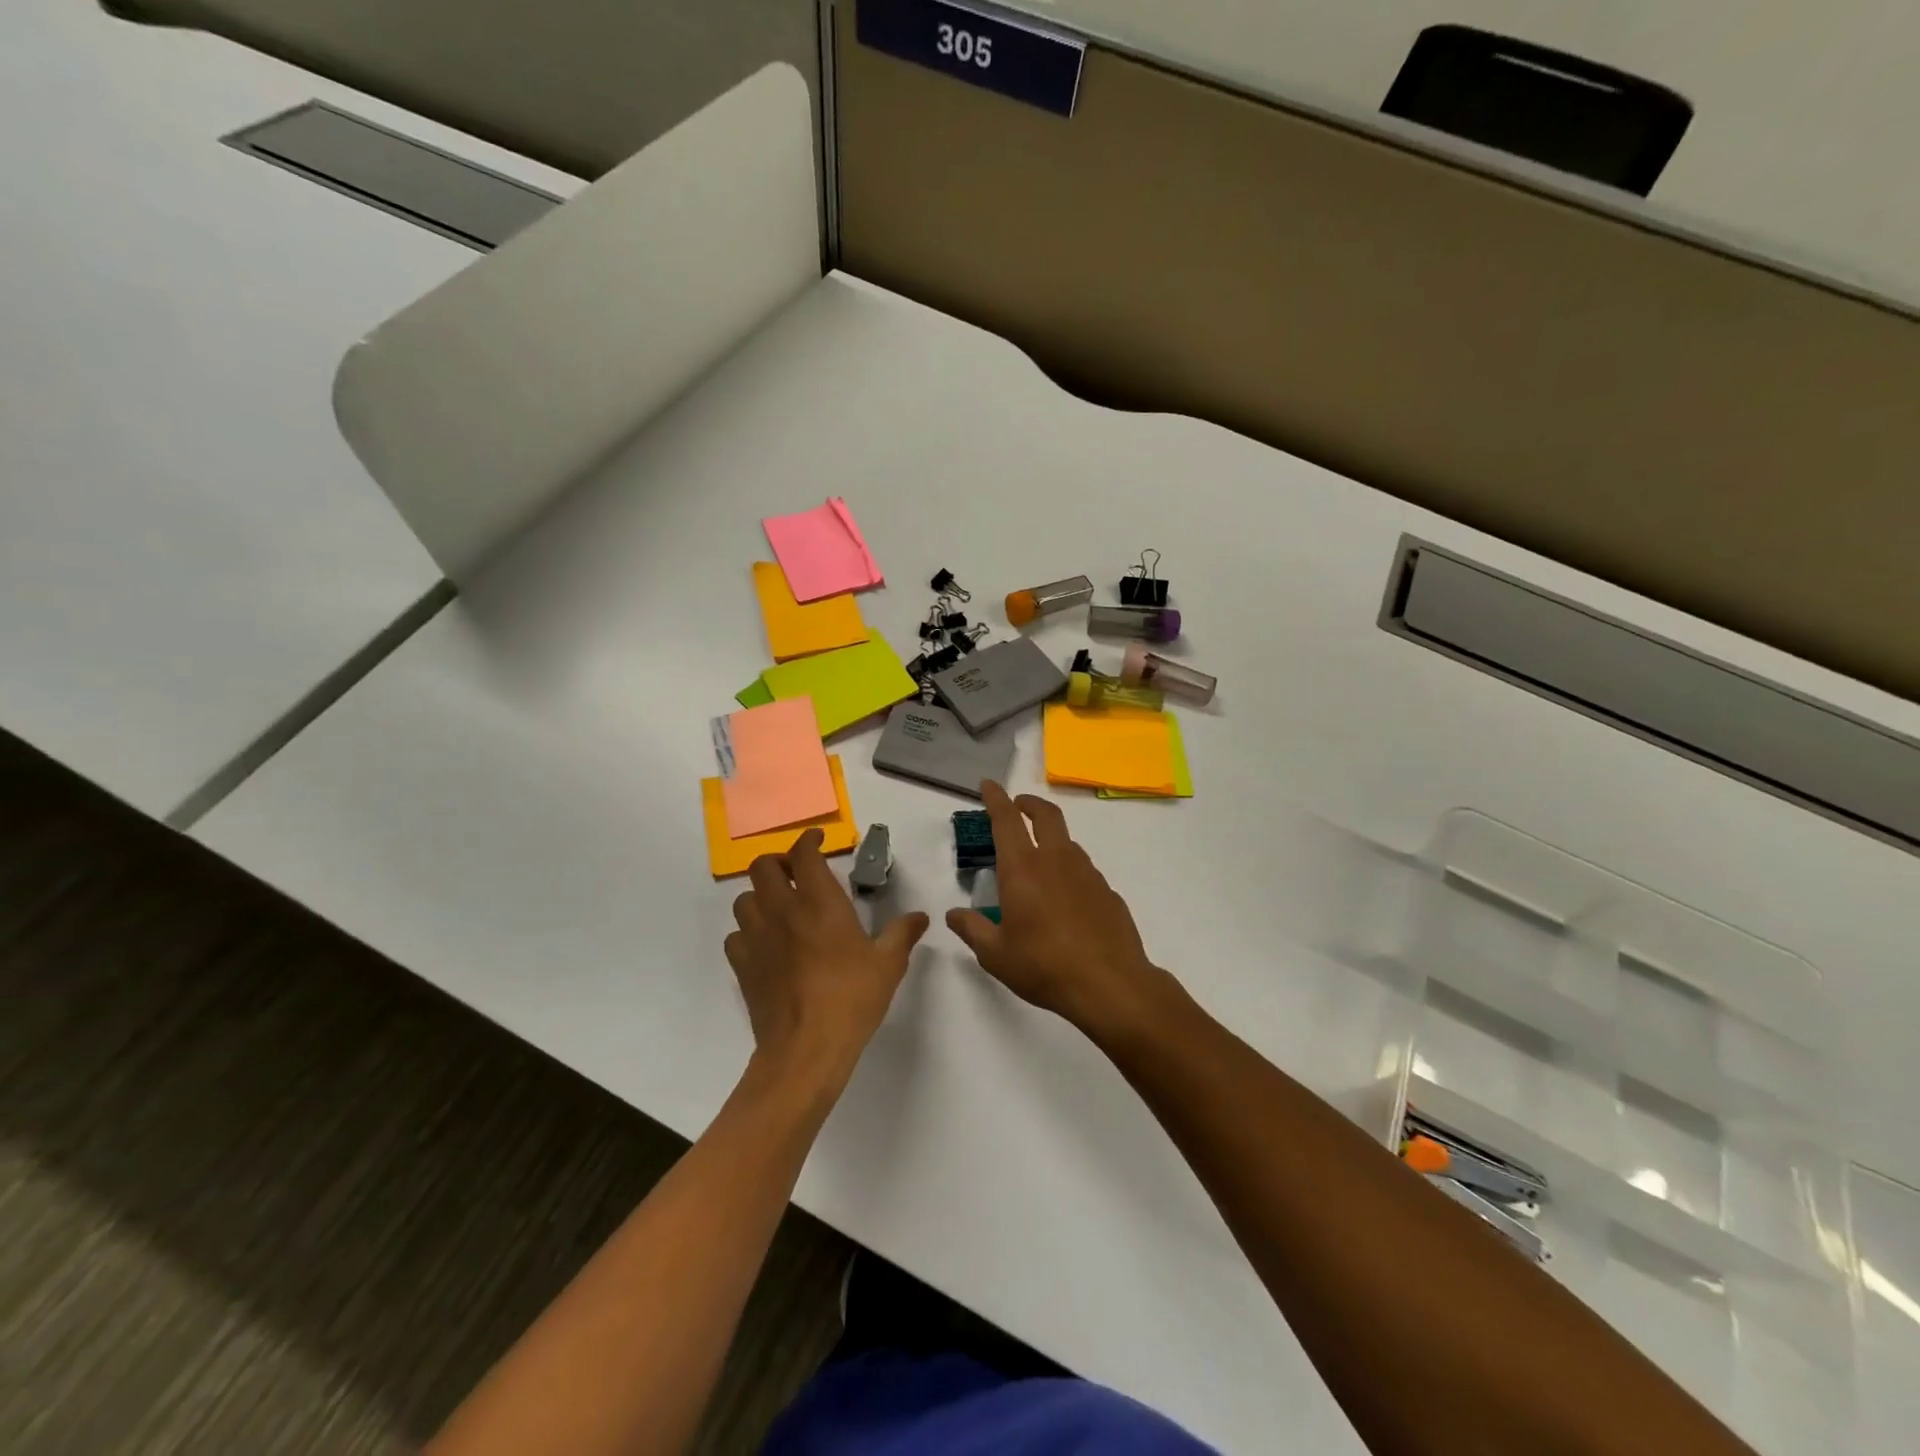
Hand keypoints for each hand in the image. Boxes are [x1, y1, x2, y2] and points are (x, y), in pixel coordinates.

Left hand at [726, 829, 929, 1089]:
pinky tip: (765, 945)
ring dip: (760, 896)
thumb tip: (920, 917)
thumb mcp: (888, 964)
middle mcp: (782, 911)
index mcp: (819, 902)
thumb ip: (903, 934)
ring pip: (744, 899)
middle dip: (779, 862)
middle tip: (796, 873)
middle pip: (763, 867)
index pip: (803, 854)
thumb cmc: (851, 999)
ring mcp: (757, 938)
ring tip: (779, 907)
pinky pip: (735, 936)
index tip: (818, 839)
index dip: (808, 840)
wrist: (805, 1049)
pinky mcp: (742, 966)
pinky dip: (747, 933)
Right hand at [946, 783, 1172, 1042]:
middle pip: (1045, 815)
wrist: (1110, 984)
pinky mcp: (1107, 891)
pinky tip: (1065, 899)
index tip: (989, 784)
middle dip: (1029, 803)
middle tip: (1018, 804)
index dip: (996, 798)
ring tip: (1039, 859)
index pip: (1006, 820)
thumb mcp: (996, 954)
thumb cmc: (1044, 966)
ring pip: (1067, 841)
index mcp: (1023, 869)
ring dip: (1051, 837)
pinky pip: (1084, 870)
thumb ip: (972, 929)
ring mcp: (1087, 873)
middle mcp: (1056, 860)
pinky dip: (1069, 870)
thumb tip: (954, 914)